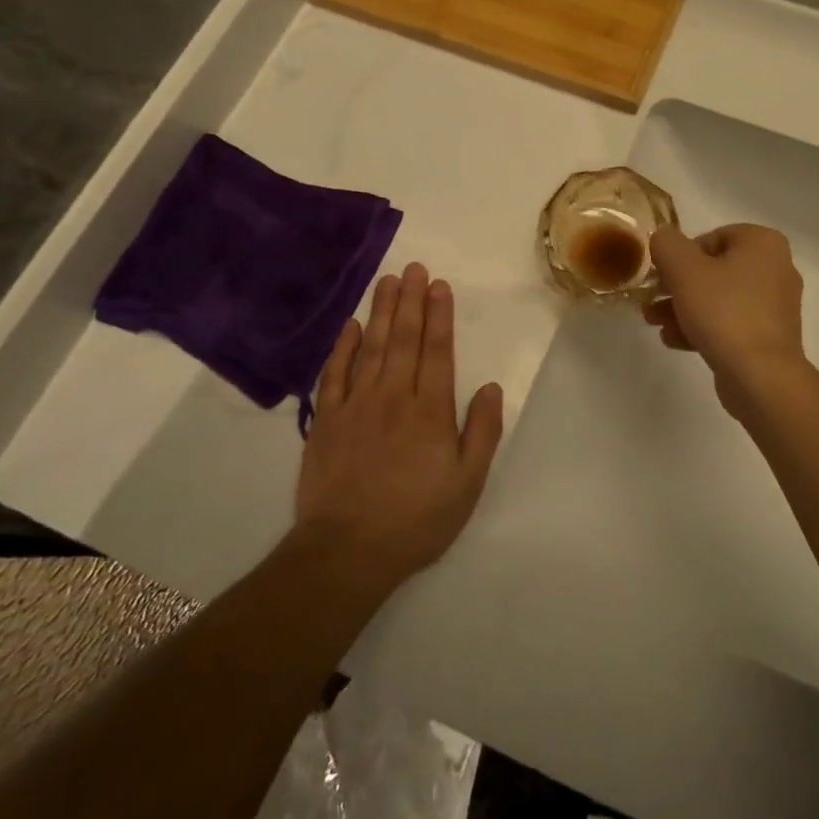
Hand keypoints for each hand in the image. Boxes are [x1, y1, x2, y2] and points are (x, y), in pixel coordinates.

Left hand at [295, 263, 503, 586]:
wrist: (347, 550)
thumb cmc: (416, 519)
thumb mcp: (467, 484)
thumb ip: (482, 432)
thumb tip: (491, 387)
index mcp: (430, 411)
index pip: (437, 351)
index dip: (439, 316)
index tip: (439, 286)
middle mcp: (394, 397)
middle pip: (403, 339)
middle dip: (411, 301)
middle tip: (414, 268)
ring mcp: (356, 406)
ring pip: (371, 347)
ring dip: (380, 312)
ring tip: (387, 281)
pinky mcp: (326, 421)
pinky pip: (334, 374)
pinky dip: (342, 347)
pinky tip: (350, 325)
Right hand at [642, 224, 807, 418]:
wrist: (760, 376)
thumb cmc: (723, 312)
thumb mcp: (683, 269)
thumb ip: (667, 244)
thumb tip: (663, 239)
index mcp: (763, 243)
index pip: (712, 237)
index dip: (680, 255)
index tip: (661, 275)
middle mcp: (776, 268)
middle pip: (713, 269)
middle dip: (677, 286)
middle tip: (651, 299)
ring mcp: (775, 306)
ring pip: (718, 298)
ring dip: (683, 308)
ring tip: (654, 322)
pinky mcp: (769, 337)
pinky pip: (730, 323)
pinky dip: (702, 327)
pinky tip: (674, 340)